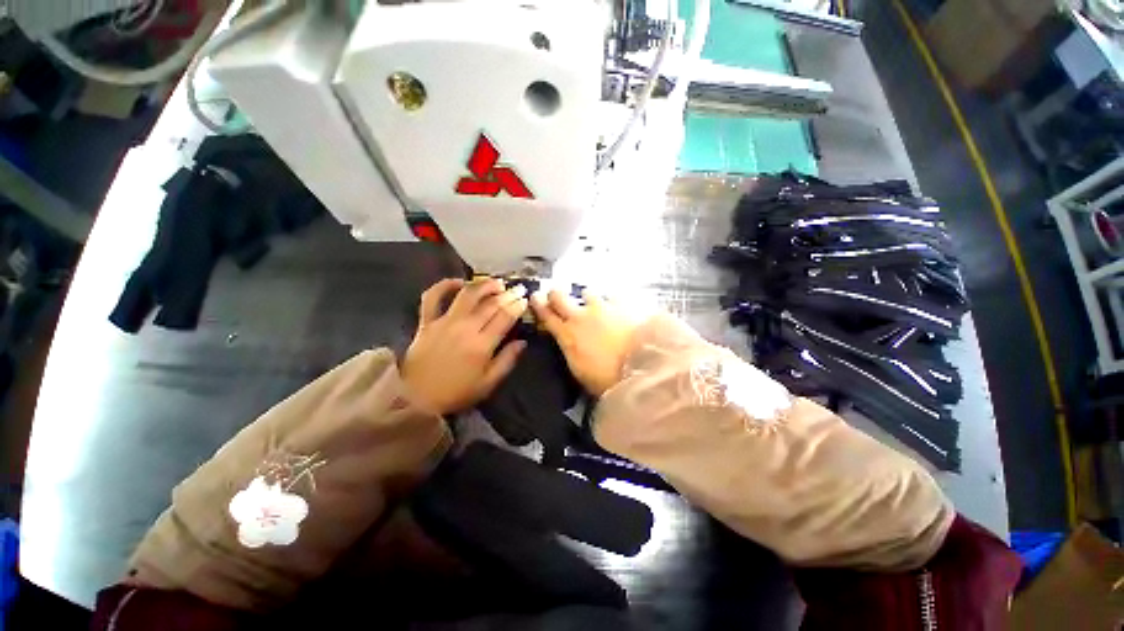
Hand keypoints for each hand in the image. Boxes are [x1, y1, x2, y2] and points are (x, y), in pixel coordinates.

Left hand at [402, 278, 528, 414]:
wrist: (415, 399)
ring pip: (467, 294)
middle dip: (508, 293)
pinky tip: (459, 282)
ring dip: (484, 285)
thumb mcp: (488, 384)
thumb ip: (507, 361)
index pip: (505, 317)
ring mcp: (444, 322)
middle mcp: (465, 328)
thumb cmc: (456, 392)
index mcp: (482, 345)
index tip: (525, 299)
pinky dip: (444, 285)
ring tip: (496, 282)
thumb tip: (522, 342)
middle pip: (490, 304)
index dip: (517, 305)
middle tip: (518, 288)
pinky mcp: (426, 321)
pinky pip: (433, 297)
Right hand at [530, 290, 648, 395]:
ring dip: (587, 298)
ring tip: (594, 306)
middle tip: (556, 296)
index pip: (546, 315)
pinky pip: (611, 296)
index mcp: (567, 335)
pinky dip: (611, 302)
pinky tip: (617, 308)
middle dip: (555, 294)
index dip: (538, 305)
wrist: (639, 367)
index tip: (535, 297)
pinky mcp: (621, 304)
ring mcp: (601, 307)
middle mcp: (580, 316)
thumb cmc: (606, 378)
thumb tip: (567, 341)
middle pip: (559, 296)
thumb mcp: (579, 370)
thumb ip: (570, 350)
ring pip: (586, 292)